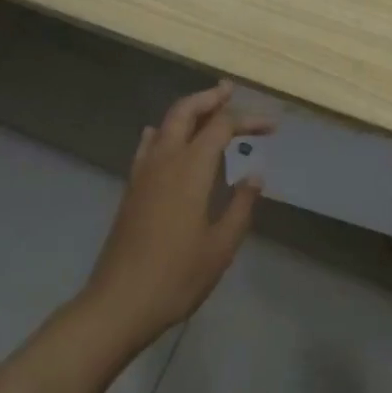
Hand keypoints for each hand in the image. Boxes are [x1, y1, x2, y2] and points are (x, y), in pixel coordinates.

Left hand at [82, 83, 272, 348]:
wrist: (119, 302)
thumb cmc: (177, 276)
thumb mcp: (220, 247)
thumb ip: (240, 207)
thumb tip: (254, 175)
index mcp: (190, 170)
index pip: (222, 127)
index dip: (248, 121)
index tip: (272, 127)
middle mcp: (164, 160)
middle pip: (185, 112)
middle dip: (209, 97)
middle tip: (229, 90)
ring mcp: (143, 172)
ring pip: (164, 124)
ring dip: (187, 111)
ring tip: (207, 108)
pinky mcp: (132, 188)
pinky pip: (148, 145)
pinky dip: (162, 132)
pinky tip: (164, 138)